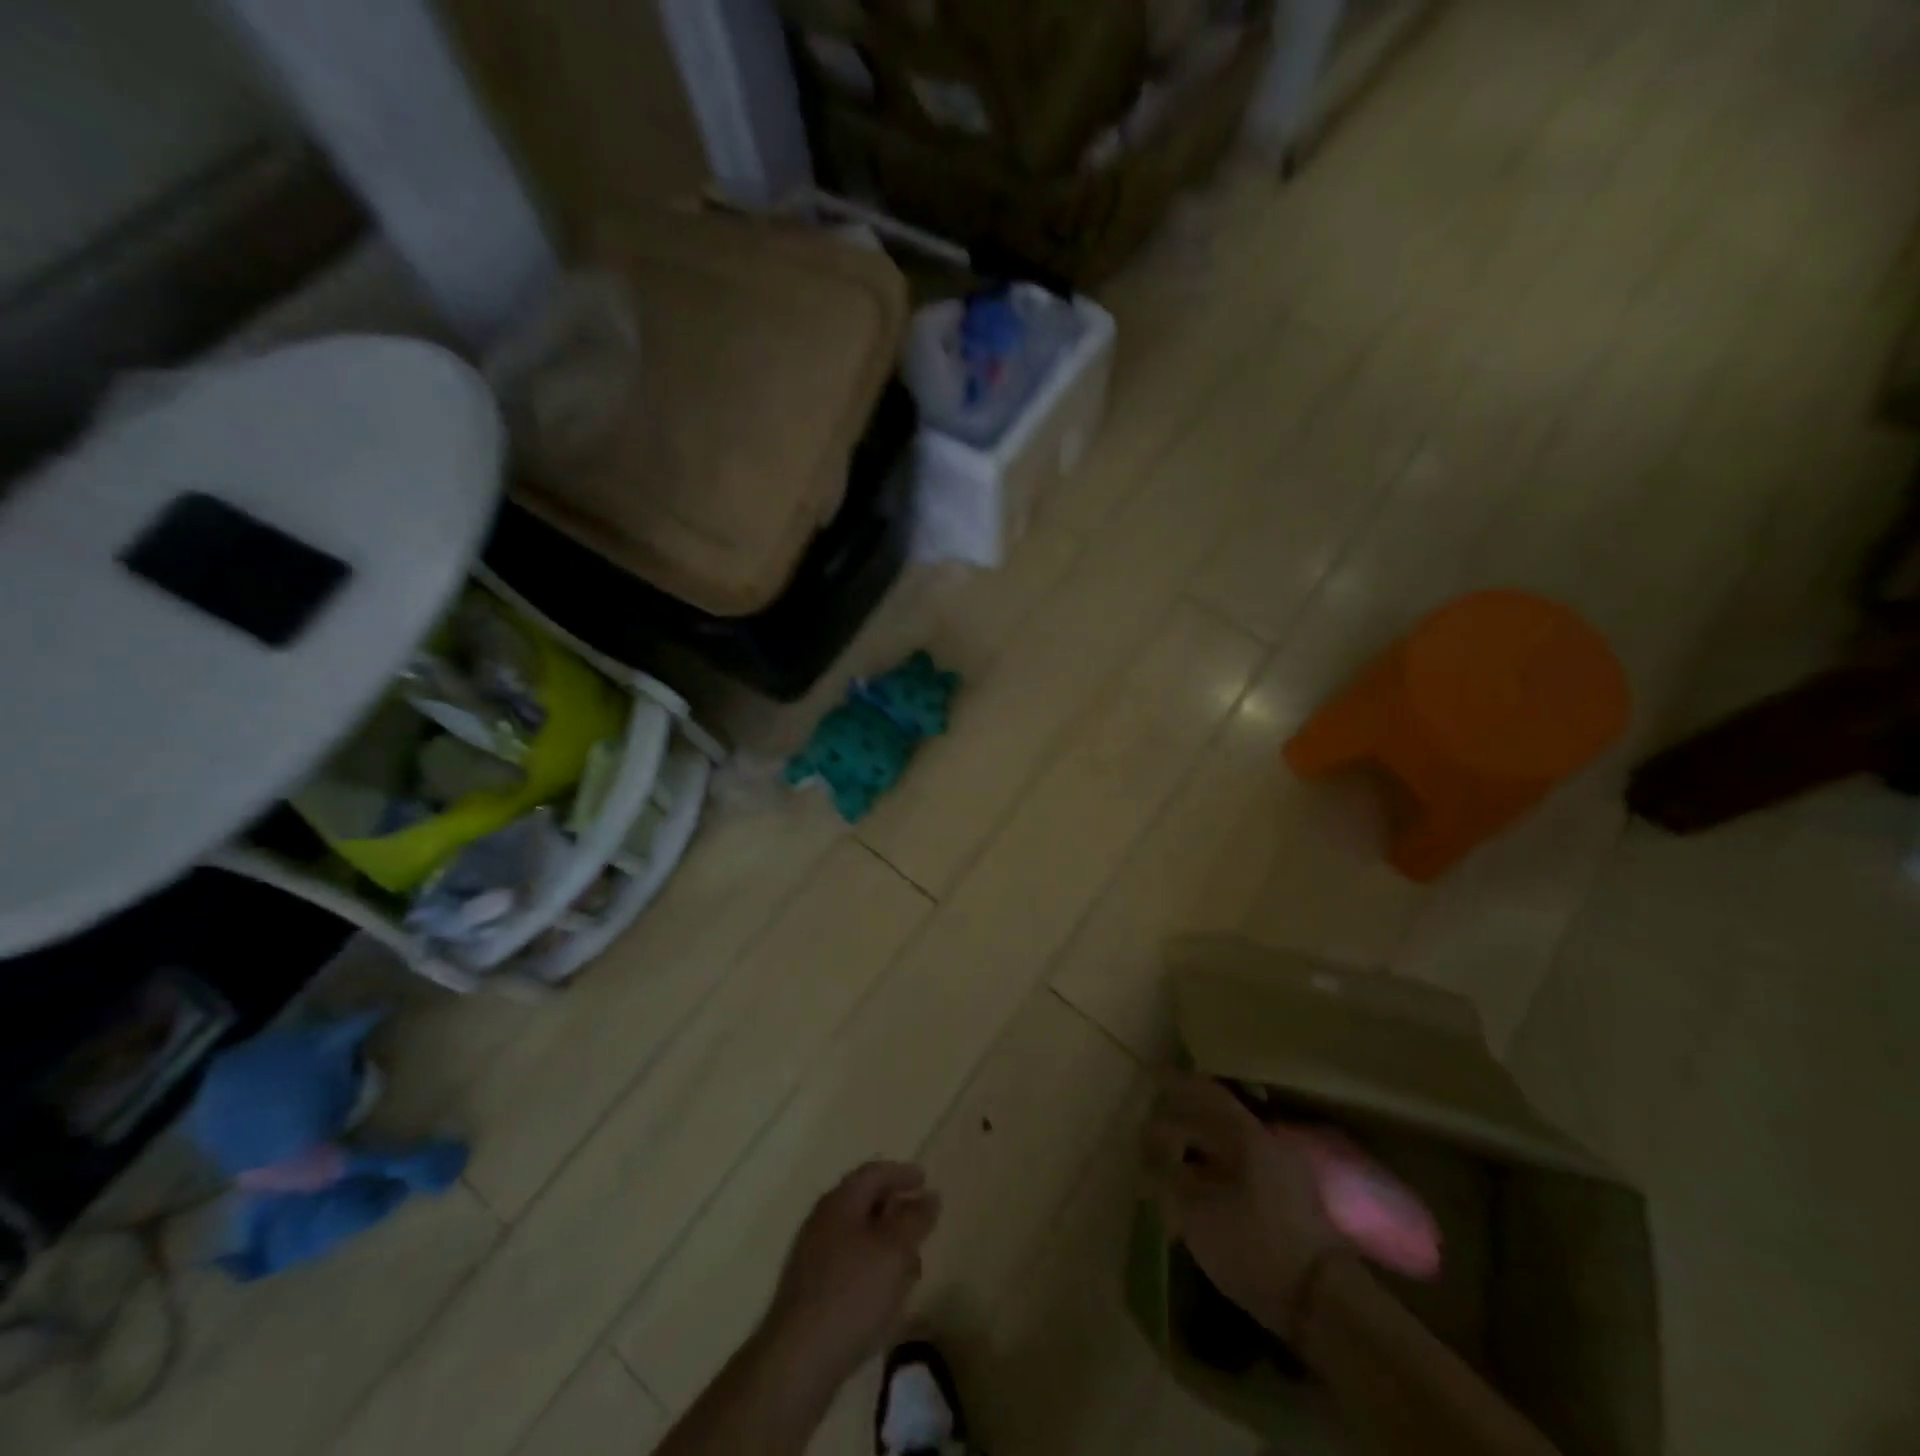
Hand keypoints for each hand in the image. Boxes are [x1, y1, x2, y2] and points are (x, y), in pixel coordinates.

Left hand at [759, 1162, 940, 1394]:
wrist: (798, 1359)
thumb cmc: (852, 1293)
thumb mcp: (895, 1251)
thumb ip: (915, 1219)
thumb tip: (930, 1196)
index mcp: (841, 1201)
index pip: (874, 1172)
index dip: (902, 1173)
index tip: (925, 1180)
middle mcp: (823, 1220)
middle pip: (864, 1202)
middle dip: (895, 1209)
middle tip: (921, 1221)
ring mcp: (812, 1256)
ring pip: (857, 1236)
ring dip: (885, 1243)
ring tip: (910, 1263)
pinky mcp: (810, 1290)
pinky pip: (848, 1264)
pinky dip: (871, 1267)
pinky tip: (885, 1293)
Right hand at [1141, 1072, 1340, 1338]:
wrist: (1322, 1304)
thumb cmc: (1254, 1247)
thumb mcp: (1196, 1213)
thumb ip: (1166, 1177)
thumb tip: (1147, 1157)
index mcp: (1247, 1134)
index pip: (1206, 1092)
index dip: (1177, 1082)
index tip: (1152, 1075)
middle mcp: (1266, 1142)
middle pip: (1217, 1116)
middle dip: (1183, 1116)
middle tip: (1154, 1123)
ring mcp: (1282, 1172)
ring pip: (1229, 1143)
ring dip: (1198, 1144)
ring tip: (1170, 1157)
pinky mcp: (1287, 1202)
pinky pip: (1240, 1166)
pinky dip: (1214, 1168)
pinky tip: (1197, 1186)